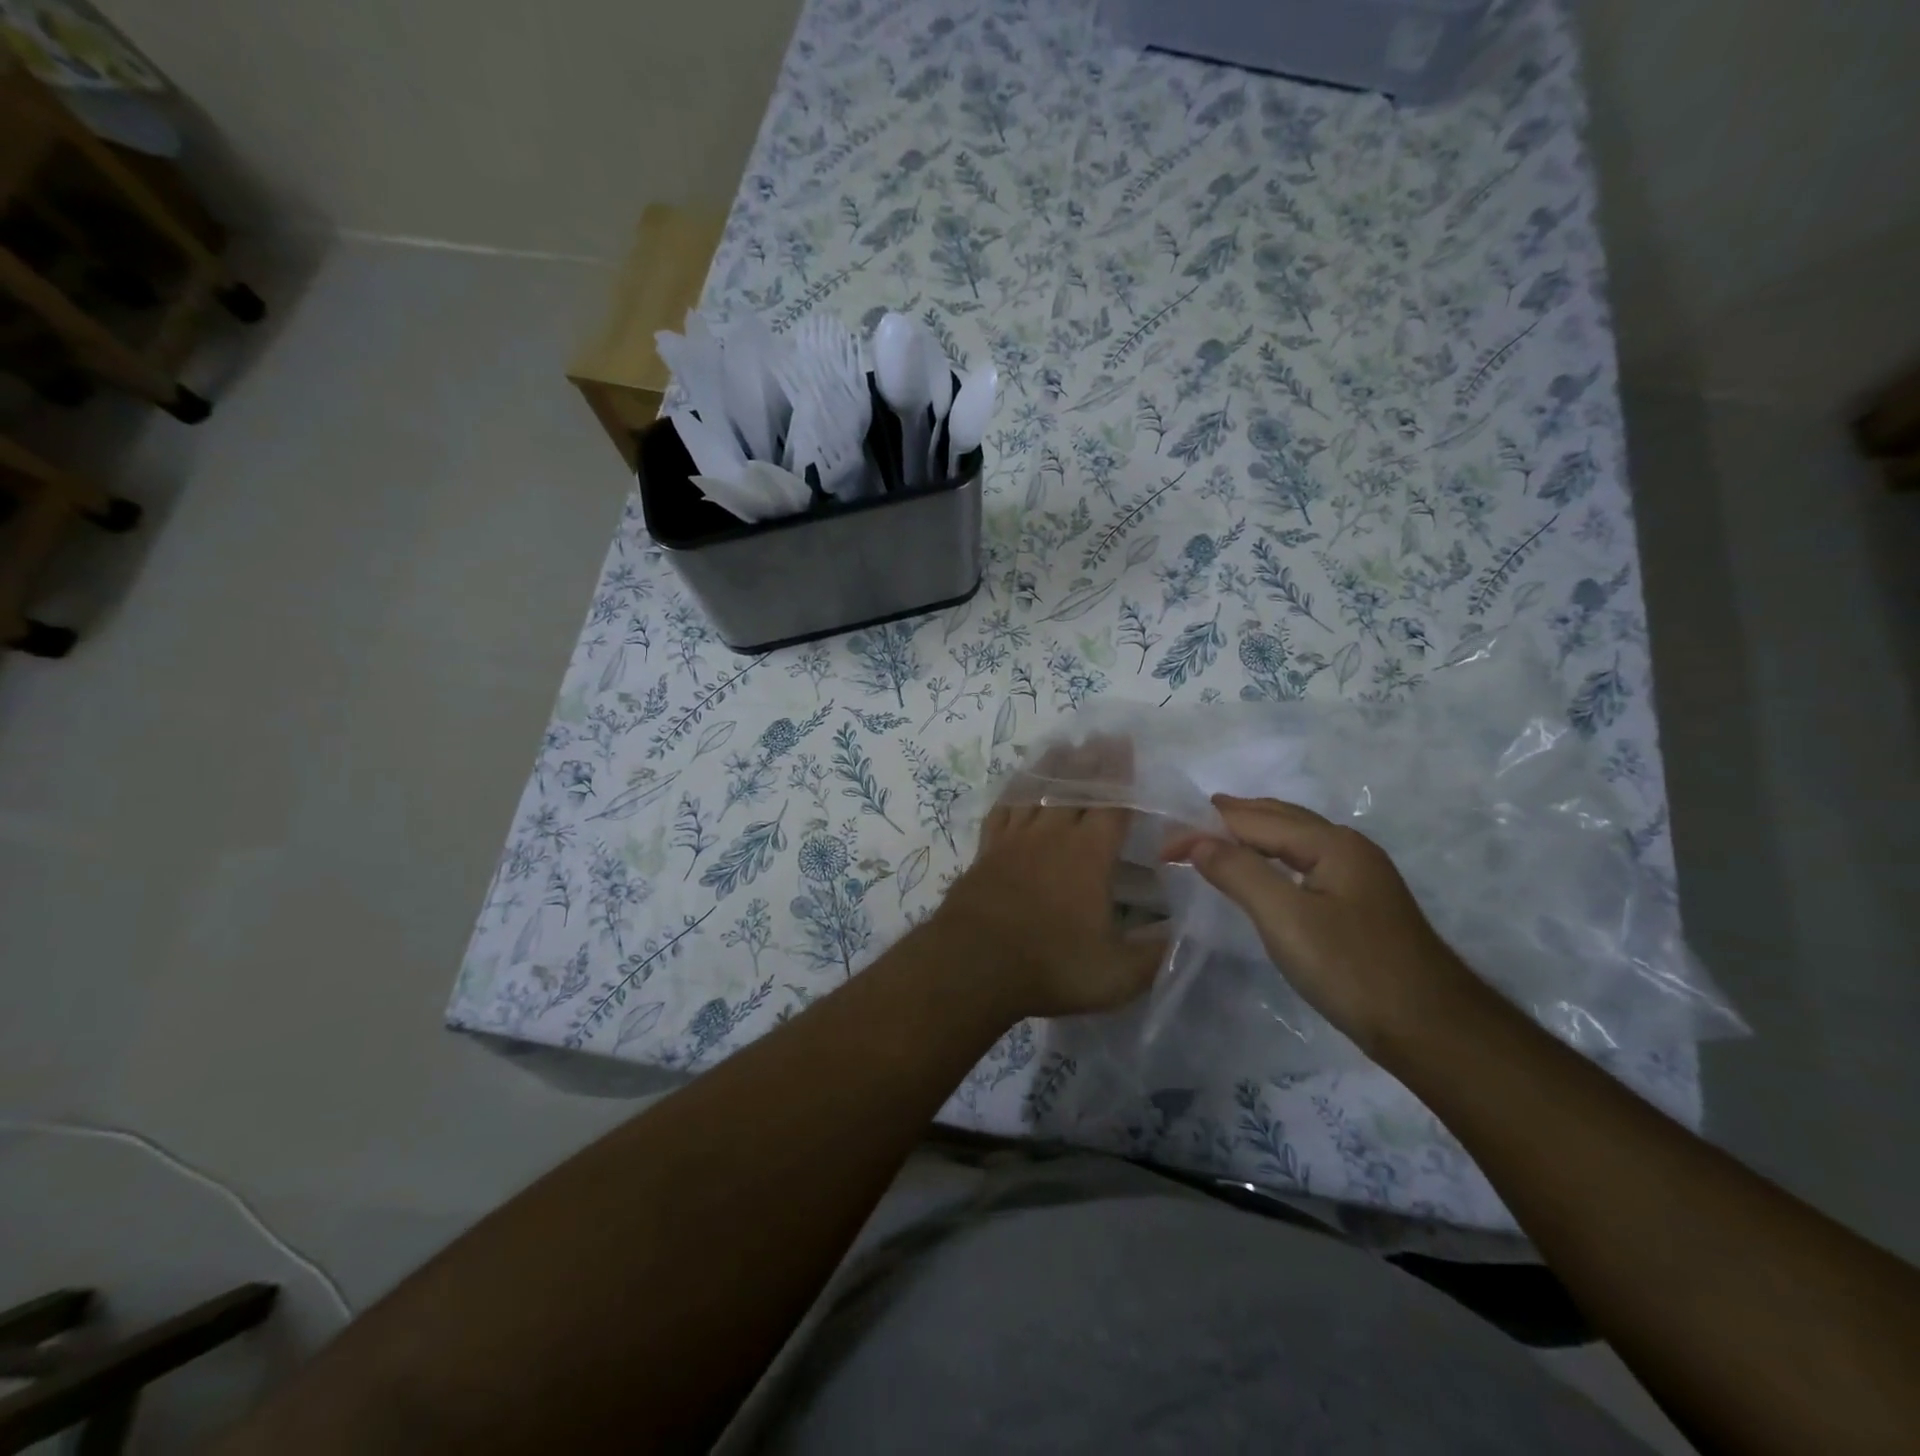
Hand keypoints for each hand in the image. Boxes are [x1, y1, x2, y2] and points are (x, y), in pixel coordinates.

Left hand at [934, 739, 1164, 1019]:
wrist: (973, 965)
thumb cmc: (1051, 966)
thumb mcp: (1118, 974)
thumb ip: (1158, 953)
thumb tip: (1191, 932)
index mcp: (1089, 856)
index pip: (1111, 804)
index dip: (1121, 774)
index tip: (1127, 745)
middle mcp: (1052, 836)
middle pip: (1074, 787)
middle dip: (1091, 760)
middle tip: (1100, 735)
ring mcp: (1015, 840)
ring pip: (1036, 790)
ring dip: (1052, 766)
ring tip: (1063, 745)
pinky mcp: (986, 851)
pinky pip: (1002, 808)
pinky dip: (1013, 790)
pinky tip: (1016, 784)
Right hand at [1164, 796, 1478, 1053]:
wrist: (1432, 1030)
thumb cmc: (1353, 970)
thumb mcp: (1286, 919)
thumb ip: (1239, 873)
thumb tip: (1197, 840)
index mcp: (1332, 843)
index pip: (1254, 821)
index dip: (1205, 826)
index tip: (1163, 845)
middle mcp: (1347, 848)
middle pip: (1278, 818)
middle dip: (1230, 817)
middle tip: (1185, 824)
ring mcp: (1358, 876)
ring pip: (1293, 840)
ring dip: (1250, 835)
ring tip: (1212, 840)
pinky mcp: (1359, 904)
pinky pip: (1302, 863)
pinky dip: (1269, 858)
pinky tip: (1259, 874)